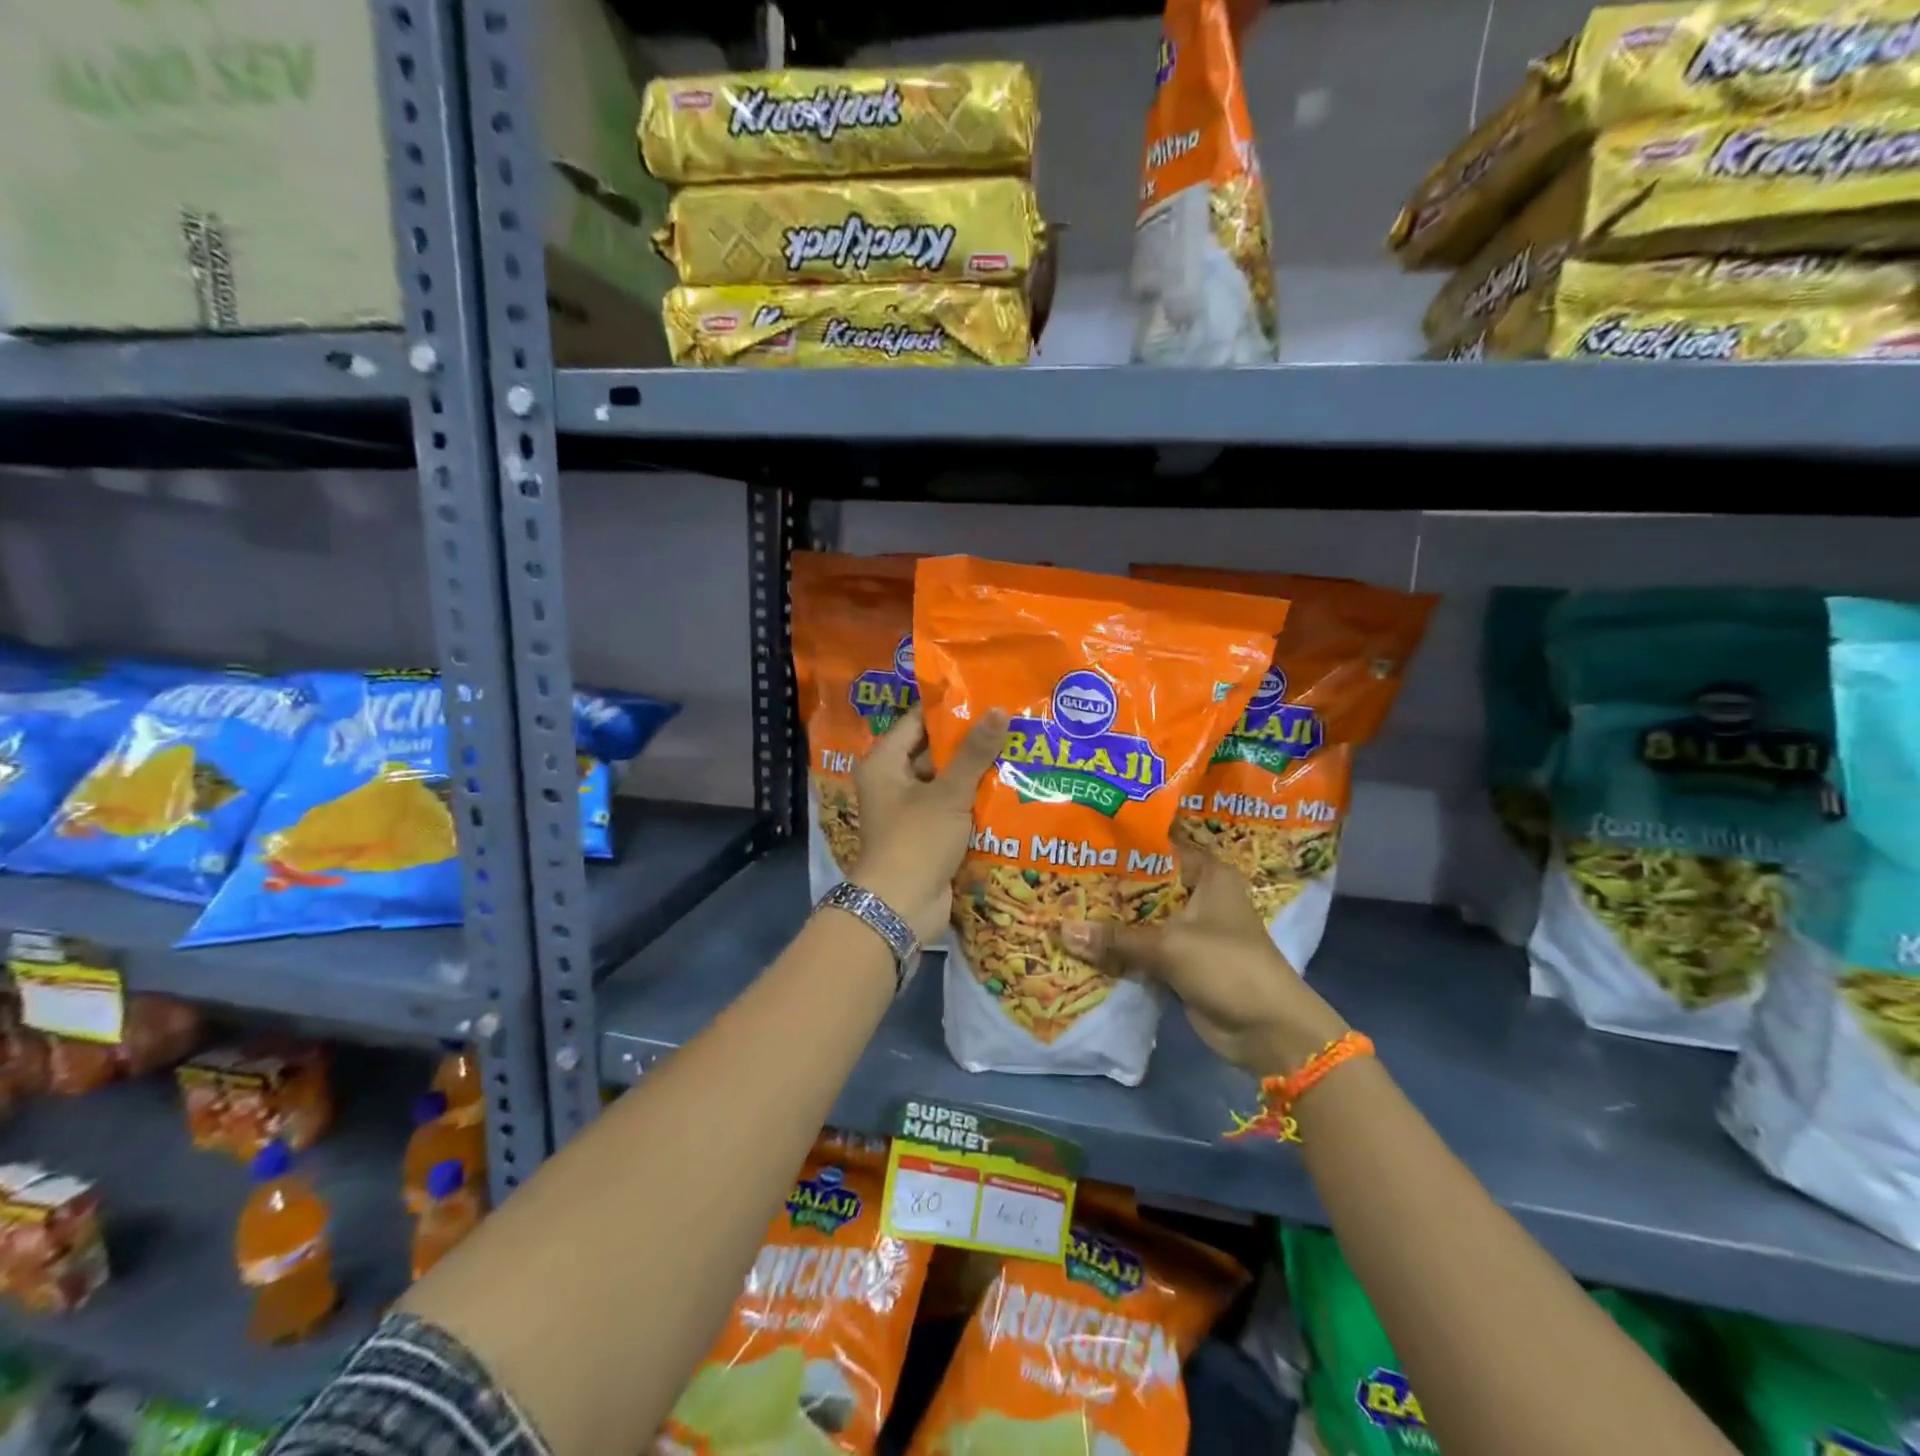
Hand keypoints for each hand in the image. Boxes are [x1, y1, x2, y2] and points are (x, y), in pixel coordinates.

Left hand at [847, 706, 1007, 943]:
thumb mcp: (948, 793)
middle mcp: (893, 782)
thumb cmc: (916, 840)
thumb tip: (998, 710)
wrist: (900, 908)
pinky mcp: (927, 834)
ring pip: (947, 781)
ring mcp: (910, 810)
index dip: (950, 709)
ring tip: (1019, 749)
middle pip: (934, 751)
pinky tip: (1011, 788)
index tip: (986, 696)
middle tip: (1011, 722)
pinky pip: (953, 808)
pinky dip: (975, 801)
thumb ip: (974, 753)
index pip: (918, 721)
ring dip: (977, 773)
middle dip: (970, 742)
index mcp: (885, 763)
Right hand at [1059, 826, 1349, 1075]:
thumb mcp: (1169, 946)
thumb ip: (1116, 938)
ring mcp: (1189, 932)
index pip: (1159, 849)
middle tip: (1061, 876)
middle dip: (1108, 887)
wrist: (1269, 1031)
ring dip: (1110, 922)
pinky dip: (1119, 951)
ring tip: (1062, 906)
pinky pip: (1142, 950)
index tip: (1082, 843)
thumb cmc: (1227, 966)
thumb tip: (1061, 931)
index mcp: (1208, 875)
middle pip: (1146, 886)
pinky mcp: (1180, 963)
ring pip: (1141, 920)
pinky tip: (1081, 944)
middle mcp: (1199, 897)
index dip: (1123, 847)